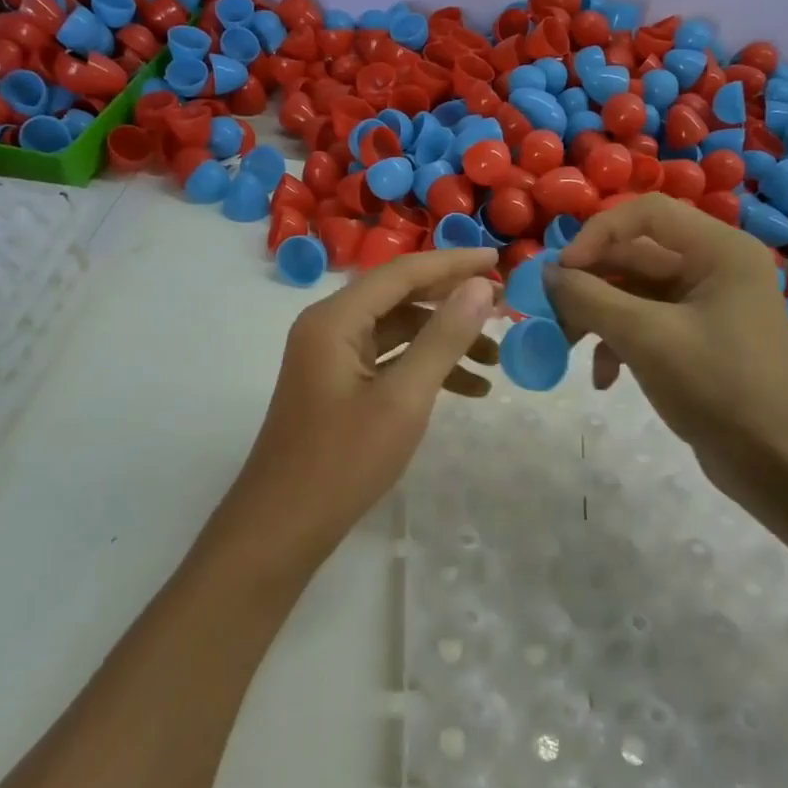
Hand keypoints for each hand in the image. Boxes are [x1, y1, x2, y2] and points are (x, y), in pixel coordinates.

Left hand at [212, 247, 500, 574]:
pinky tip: (469, 389)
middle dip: (452, 303)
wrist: (282, 527)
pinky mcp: (337, 386)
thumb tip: (480, 287)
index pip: (401, 272)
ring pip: (397, 332)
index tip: (499, 260)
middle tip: (504, 310)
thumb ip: (443, 339)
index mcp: (334, 319)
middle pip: (399, 298)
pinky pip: (388, 361)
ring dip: (444, 341)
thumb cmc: (343, 462)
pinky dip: (425, 368)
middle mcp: (328, 327)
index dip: (452, 263)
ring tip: (496, 359)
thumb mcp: (403, 399)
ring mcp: (330, 358)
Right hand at [545, 195, 787, 506]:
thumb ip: (590, 298)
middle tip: (549, 314)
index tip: (561, 273)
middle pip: (634, 255)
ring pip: (634, 292)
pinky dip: (619, 344)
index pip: (645, 213)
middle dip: (589, 285)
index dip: (596, 235)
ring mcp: (707, 305)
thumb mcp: (645, 338)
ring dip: (597, 317)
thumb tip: (548, 273)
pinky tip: (604, 379)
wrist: (777, 462)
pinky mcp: (698, 338)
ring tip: (565, 348)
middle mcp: (715, 267)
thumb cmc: (718, 387)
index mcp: (719, 251)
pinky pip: (646, 324)